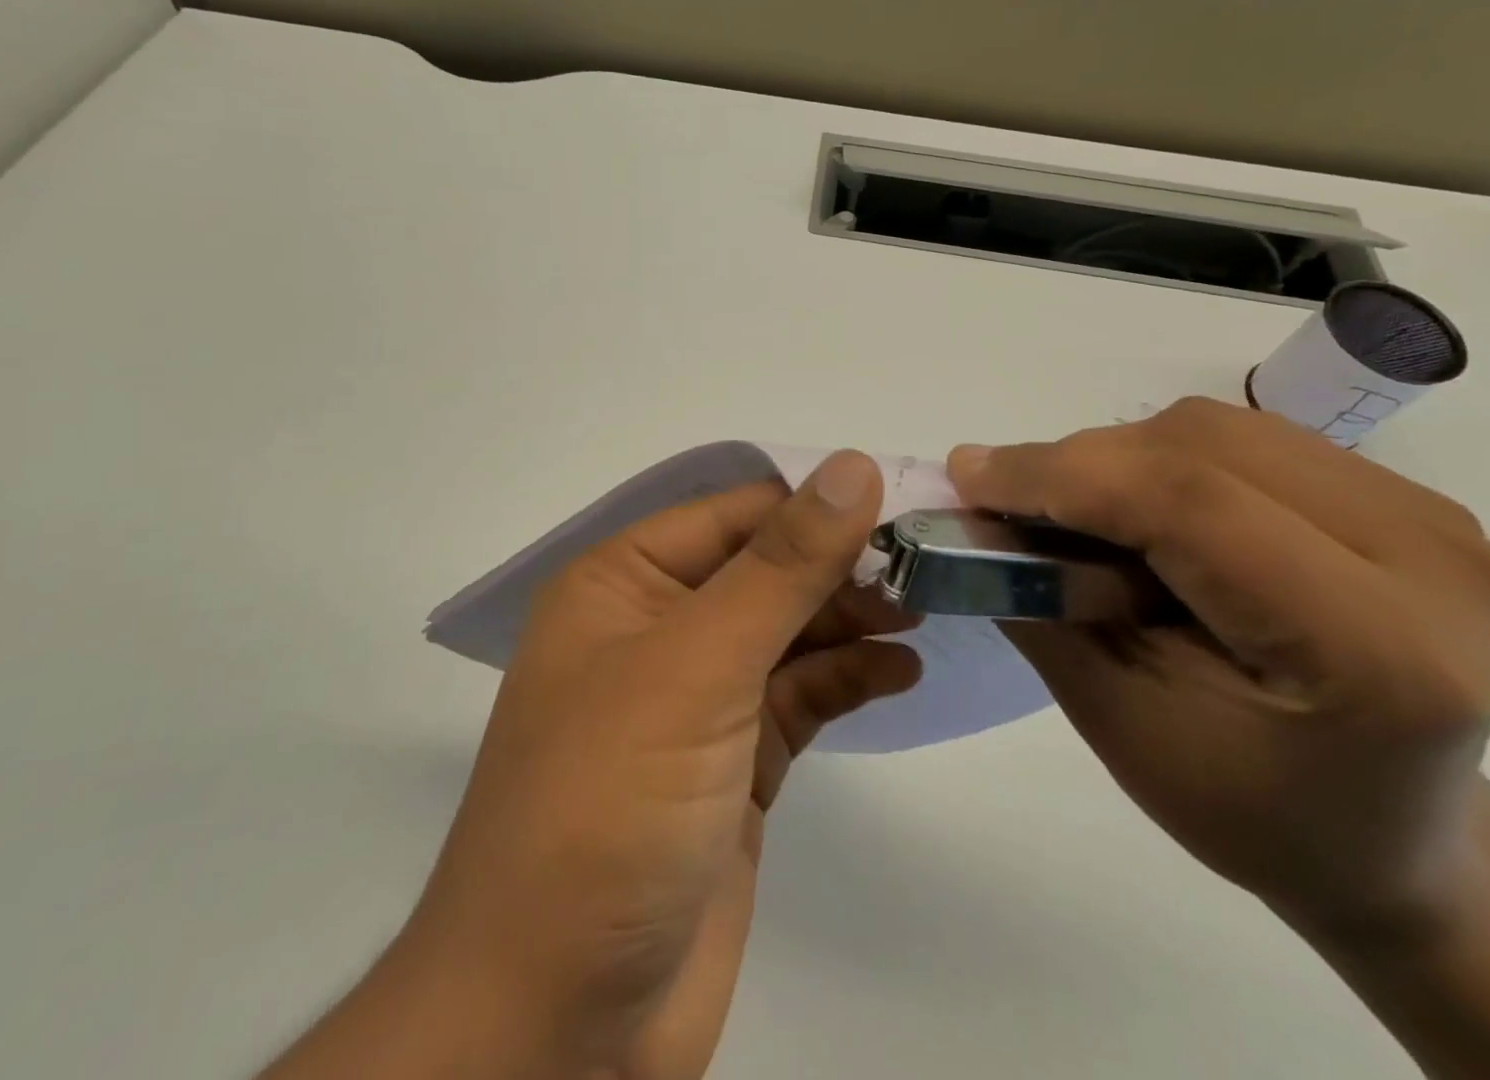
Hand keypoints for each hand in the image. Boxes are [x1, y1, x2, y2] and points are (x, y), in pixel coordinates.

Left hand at [266, 451, 919, 1079]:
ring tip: (926, 610)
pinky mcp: (735, 764)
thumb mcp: (698, 665)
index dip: (815, 501)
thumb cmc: (610, 803)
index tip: (904, 500)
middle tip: (931, 565)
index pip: (733, 513)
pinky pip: (800, 697)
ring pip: (788, 631)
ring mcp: (699, 699)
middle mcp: (658, 627)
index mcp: (624, 582)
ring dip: (853, 617)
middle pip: (765, 569)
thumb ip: (782, 565)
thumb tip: (853, 466)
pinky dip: (848, 677)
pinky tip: (900, 670)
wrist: (558, 1024)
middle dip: (841, 564)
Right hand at [948, 398, 1489, 939]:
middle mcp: (1431, 560)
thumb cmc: (1250, 807)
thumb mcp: (1120, 723)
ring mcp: (1433, 519)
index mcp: (1374, 648)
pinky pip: (1245, 439)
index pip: (1189, 503)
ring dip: (1117, 457)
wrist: (1394, 837)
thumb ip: (1041, 606)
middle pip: (1199, 447)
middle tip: (1008, 504)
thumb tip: (971, 512)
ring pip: (1216, 428)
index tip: (966, 478)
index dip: (1060, 476)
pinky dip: (1163, 460)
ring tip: (1079, 514)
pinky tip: (1148, 515)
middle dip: (1078, 463)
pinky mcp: (1411, 500)